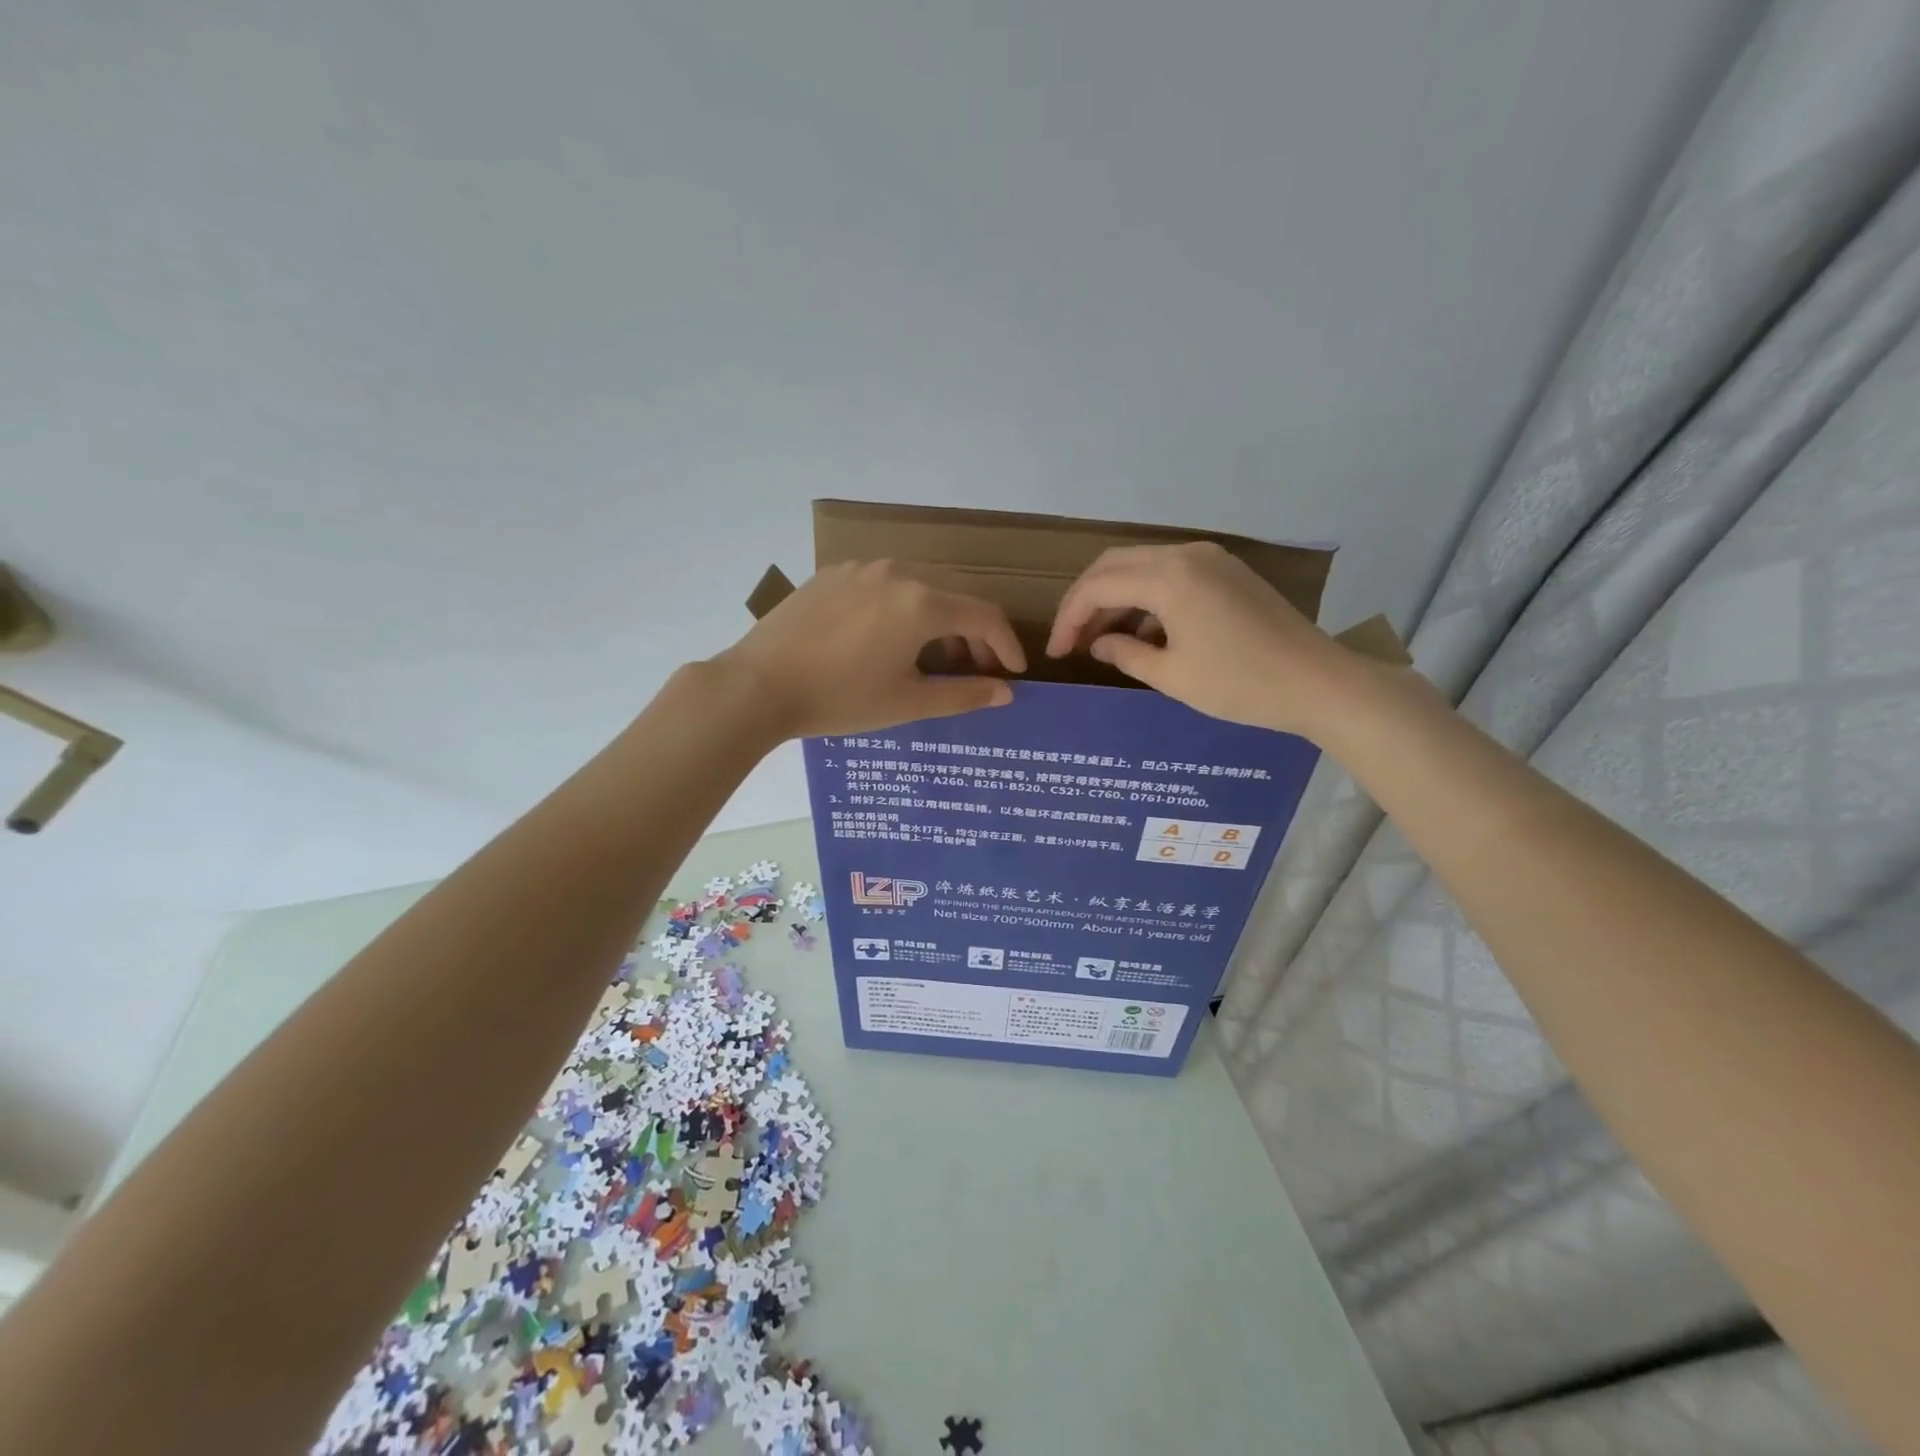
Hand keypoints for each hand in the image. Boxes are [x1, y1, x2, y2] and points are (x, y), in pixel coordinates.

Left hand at [715, 560, 1026, 738]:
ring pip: (918, 588)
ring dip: (938, 619)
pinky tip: (886, 638)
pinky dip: (902, 608)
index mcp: (922, 604)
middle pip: (954, 597)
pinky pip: (883, 585)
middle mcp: (897, 573)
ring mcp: (861, 568)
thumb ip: (962, 694)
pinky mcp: (832, 574)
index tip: (1014, 672)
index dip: (1006, 645)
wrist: (758, 685)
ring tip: (932, 657)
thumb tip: (1005, 692)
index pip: (984, 616)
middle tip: (975, 670)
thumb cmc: (839, 699)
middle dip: (974, 634)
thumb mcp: (907, 703)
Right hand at [1045, 542, 1364, 737]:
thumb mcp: (1172, 677)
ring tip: (1099, 640)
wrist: (1318, 682)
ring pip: (1140, 566)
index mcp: (1168, 577)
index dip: (1068, 618)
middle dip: (1085, 601)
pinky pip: (1169, 573)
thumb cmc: (1240, 685)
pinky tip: (1141, 633)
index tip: (1055, 652)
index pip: (1097, 586)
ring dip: (1114, 598)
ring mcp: (1210, 558)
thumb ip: (1125, 653)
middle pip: (1113, 565)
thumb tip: (1098, 643)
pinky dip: (1144, 597)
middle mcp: (1185, 554)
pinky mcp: (1225, 570)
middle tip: (1070, 640)